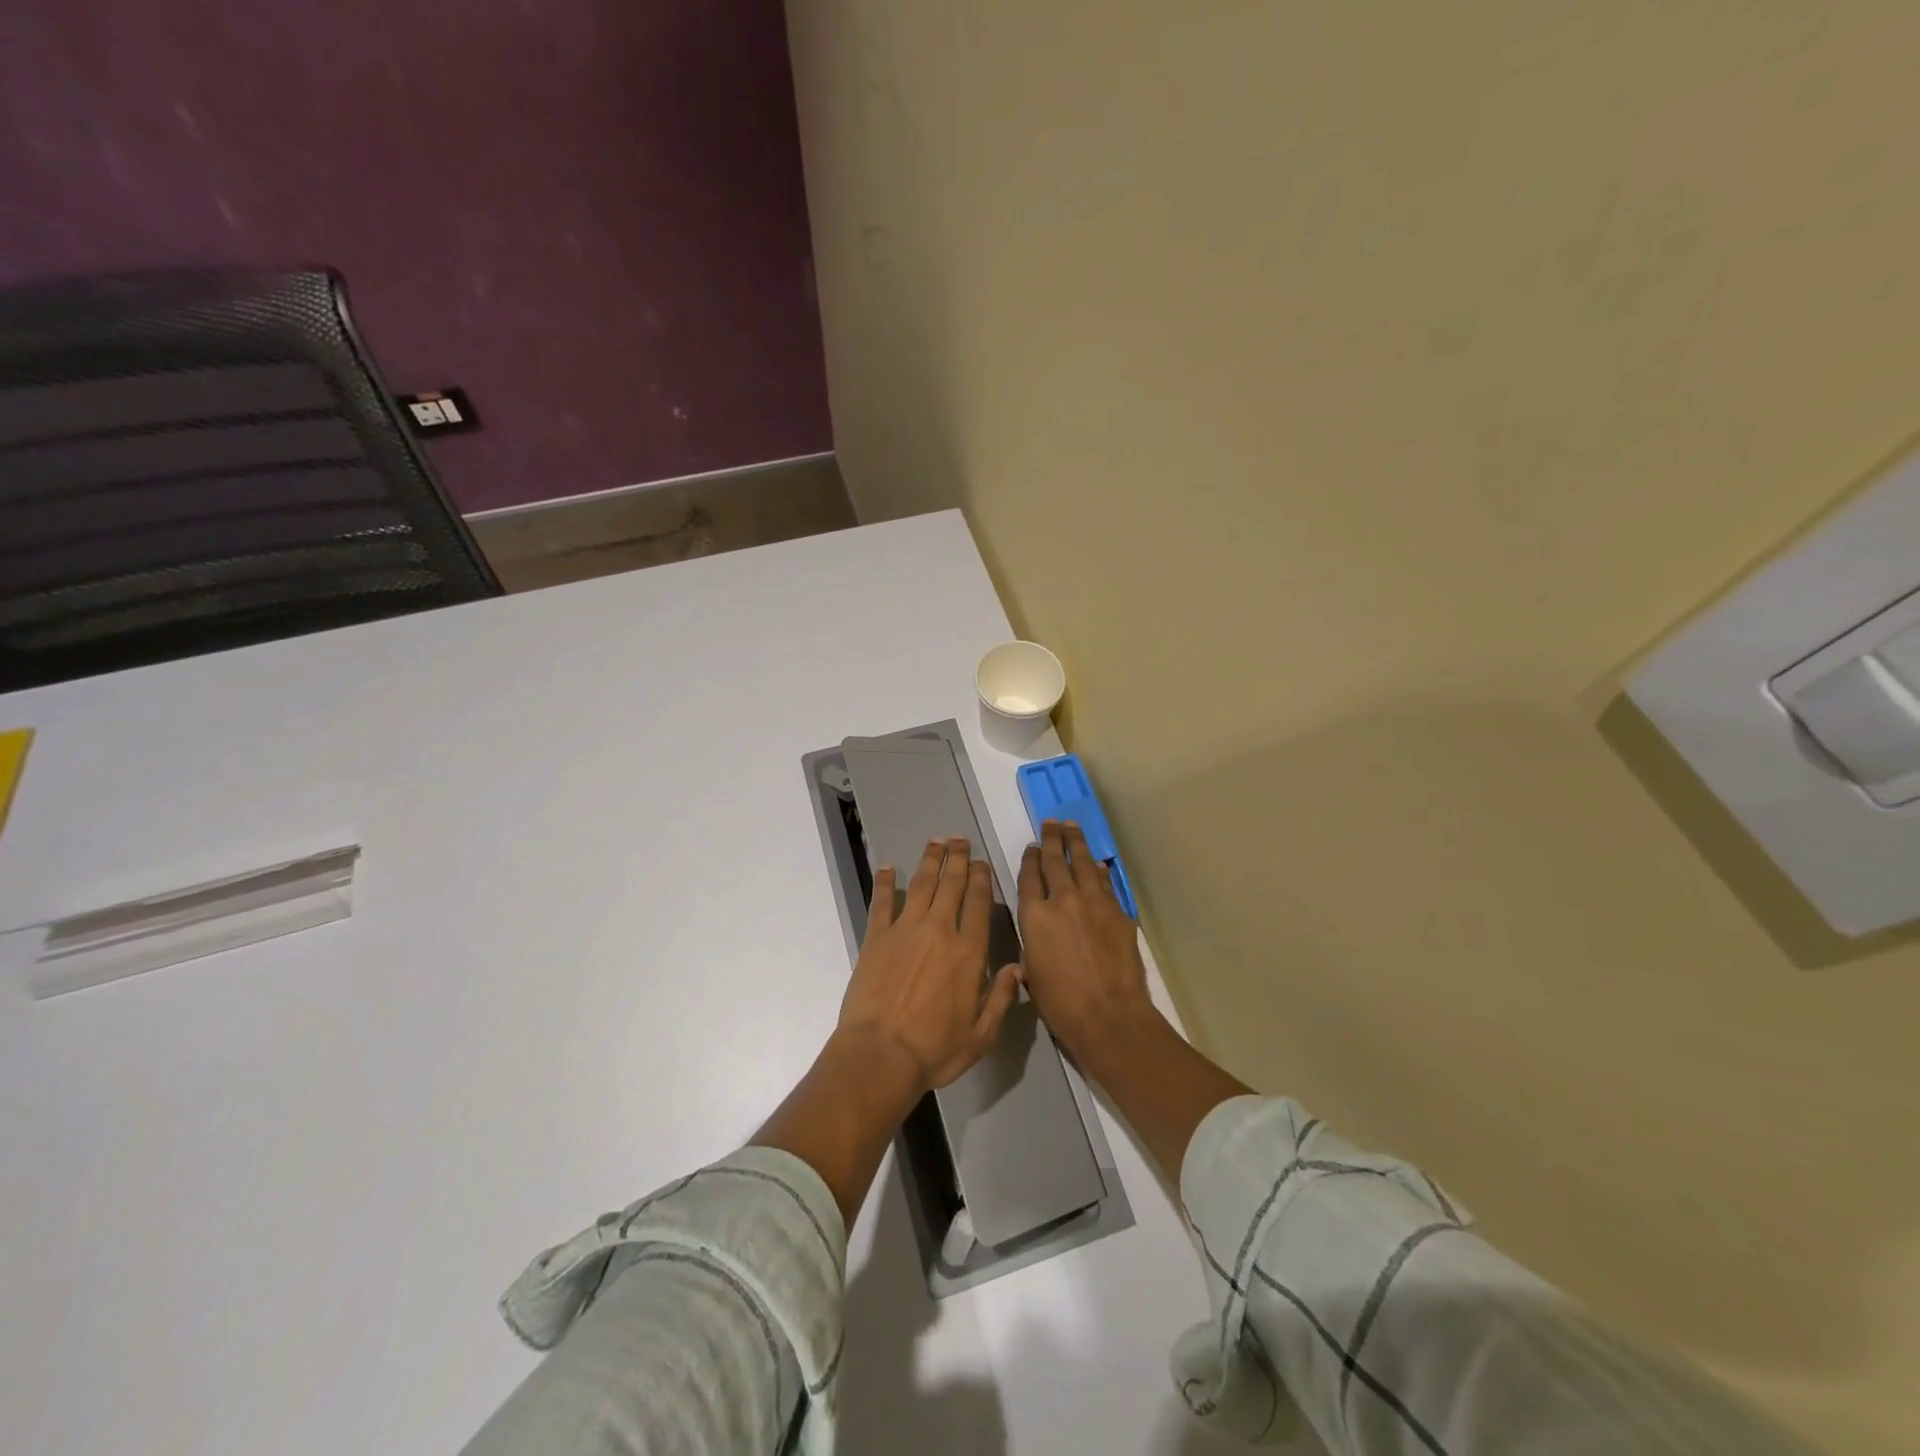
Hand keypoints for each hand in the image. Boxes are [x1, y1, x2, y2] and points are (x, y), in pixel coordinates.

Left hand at [838, 837, 1022, 1095]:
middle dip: (958, 859)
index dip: (982, 878)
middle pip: (951, 884)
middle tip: (961, 839)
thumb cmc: (935, 1049)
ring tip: (936, 841)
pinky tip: (886, 868)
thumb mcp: (981, 1035)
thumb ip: (1002, 998)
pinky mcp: (875, 938)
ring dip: (929, 860)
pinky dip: (884, 883)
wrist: (880, 1054)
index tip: (983, 862)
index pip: (979, 903)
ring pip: (920, 885)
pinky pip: (881, 903)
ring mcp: (904, 930)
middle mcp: (939, 931)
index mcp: (969, 951)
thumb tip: (1018, 967)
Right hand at [1017, 820, 1157, 1064]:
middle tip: (1050, 823)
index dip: (1029, 859)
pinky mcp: (1118, 912)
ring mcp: (1093, 903)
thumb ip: (1033, 943)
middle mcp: (1061, 900)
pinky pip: (1105, 883)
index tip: (1031, 847)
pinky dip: (1099, 871)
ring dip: (1076, 843)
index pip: (1028, 877)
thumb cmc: (1061, 1004)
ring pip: (1082, 863)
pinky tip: (1097, 865)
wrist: (1108, 1016)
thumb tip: (1040, 932)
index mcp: (1034, 916)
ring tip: (1071, 827)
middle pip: (1054, 861)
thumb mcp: (1032, 972)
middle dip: (1051, 839)